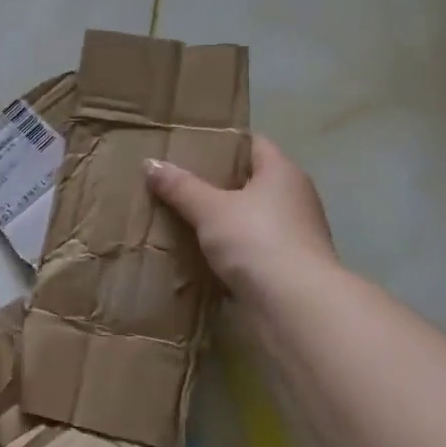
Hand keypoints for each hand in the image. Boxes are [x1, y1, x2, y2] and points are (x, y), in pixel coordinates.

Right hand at [147, 135, 337, 295]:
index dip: (224, 142)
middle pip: (252, 180)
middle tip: (179, 181)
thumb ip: (180, 187)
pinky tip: (203, 252)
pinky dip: (232, 247)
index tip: (191, 146)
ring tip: (184, 216)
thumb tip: (150, 163)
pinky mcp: (288, 265)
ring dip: (225, 218)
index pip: (254, 144)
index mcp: (283, 172)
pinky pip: (253, 246)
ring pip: (252, 216)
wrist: (294, 304)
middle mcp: (295, 197)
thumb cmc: (256, 240)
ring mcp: (295, 234)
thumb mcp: (210, 209)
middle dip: (218, 182)